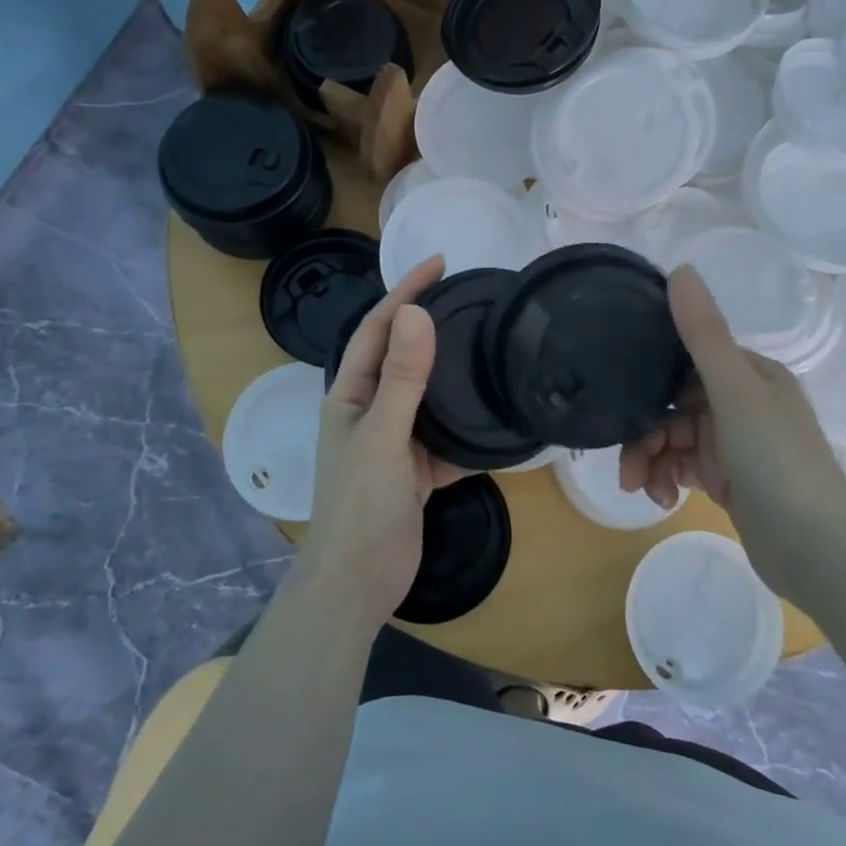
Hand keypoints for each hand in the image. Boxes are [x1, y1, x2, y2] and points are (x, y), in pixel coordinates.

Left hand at [299, 256, 463, 628]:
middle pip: (402, 356)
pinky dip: (467, 426)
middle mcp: (369, 410)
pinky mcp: (416, 469)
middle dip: (430, 324)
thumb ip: (402, 376)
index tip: (440, 263)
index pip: (377, 328)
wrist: (359, 583)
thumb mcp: (383, 434)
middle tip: (471, 298)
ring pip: (427, 395)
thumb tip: (416, 312)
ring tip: (488, 346)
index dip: (404, 292)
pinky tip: (495, 416)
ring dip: (452, 373)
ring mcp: (394, 440)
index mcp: (350, 394)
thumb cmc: (362, 504)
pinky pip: (445, 436)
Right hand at [619, 266, 845, 600]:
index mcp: (751, 373)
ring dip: (652, 460)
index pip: (686, 359)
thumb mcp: (735, 393)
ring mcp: (737, 442)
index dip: (650, 376)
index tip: (618, 396)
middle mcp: (744, 400)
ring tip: (640, 488)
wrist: (817, 553)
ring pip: (675, 437)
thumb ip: (703, 334)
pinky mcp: (730, 478)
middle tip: (625, 465)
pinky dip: (668, 478)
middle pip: (674, 403)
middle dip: (645, 432)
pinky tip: (661, 499)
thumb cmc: (777, 462)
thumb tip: (680, 268)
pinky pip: (685, 466)